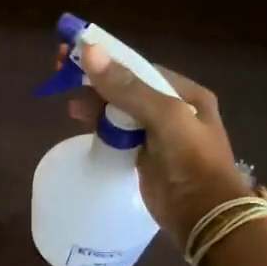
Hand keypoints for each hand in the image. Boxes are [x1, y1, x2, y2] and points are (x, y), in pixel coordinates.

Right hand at [69, 45, 245, 244]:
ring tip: (71, 105)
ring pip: (119, 110)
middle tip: (64, 73)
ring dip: (95, 103)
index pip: (140, 67)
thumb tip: (90, 51)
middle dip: (97, 80)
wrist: (203, 214)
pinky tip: (82, 121)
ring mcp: (157, 134)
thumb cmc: (190, 159)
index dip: (108, 59)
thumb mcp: (163, 116)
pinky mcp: (144, 156)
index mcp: (185, 93)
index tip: (77, 53)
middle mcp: (173, 109)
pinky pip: (117, 133)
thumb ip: (127, 86)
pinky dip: (99, 125)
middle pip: (127, 87)